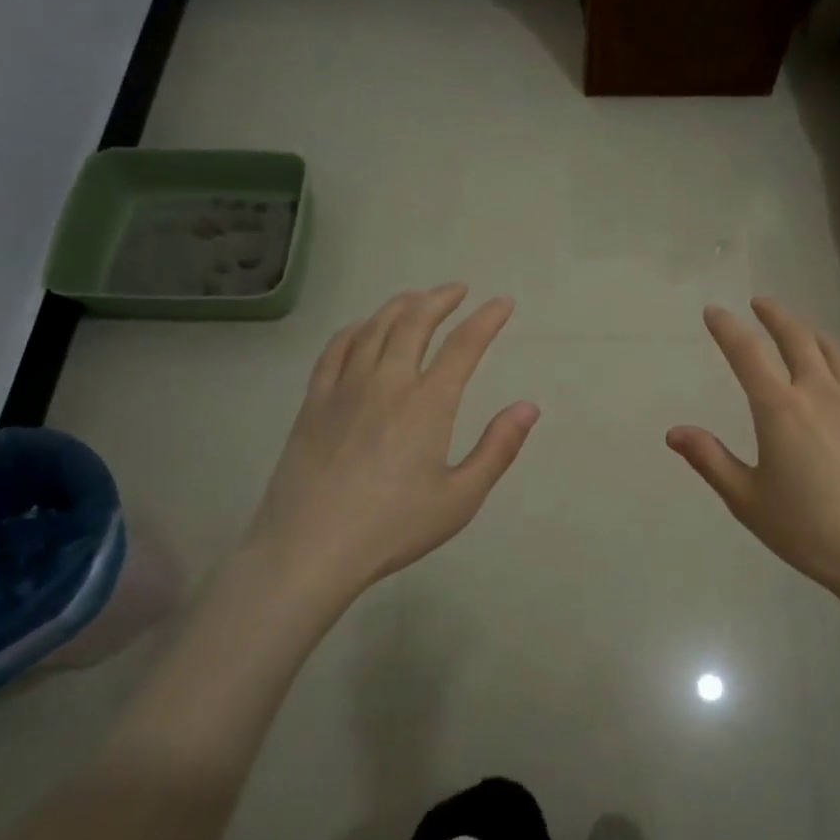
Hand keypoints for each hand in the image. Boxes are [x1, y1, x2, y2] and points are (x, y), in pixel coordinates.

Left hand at [247, 284, 539, 599]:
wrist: (310, 549)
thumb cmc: (393, 528)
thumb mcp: (460, 498)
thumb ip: (498, 448)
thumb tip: (529, 406)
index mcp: (428, 404)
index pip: (464, 346)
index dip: (487, 319)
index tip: (502, 304)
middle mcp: (388, 382)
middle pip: (415, 322)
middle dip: (440, 299)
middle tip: (458, 289)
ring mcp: (346, 388)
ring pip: (375, 328)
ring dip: (401, 305)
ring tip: (417, 298)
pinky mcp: (315, 402)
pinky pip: (336, 349)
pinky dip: (356, 328)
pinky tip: (364, 327)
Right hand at [668, 298, 839, 603]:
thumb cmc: (809, 529)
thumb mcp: (748, 500)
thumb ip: (710, 460)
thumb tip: (674, 431)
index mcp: (779, 409)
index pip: (747, 354)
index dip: (727, 329)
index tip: (714, 312)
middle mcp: (820, 393)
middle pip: (797, 339)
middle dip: (775, 316)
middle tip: (761, 303)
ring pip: (837, 354)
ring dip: (815, 335)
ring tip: (803, 330)